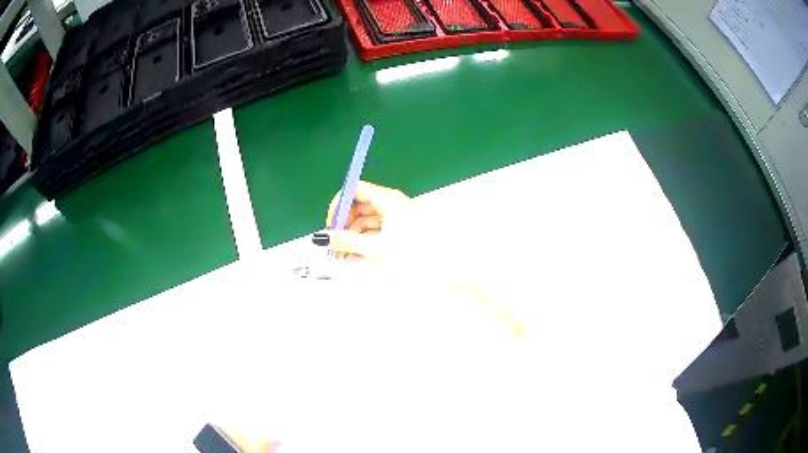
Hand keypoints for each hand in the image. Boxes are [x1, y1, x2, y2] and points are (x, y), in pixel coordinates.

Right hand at [315, 180, 524, 337]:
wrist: (444, 270)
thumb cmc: (412, 255)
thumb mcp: (375, 248)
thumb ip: (346, 241)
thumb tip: (322, 237)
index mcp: (389, 199)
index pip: (356, 189)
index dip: (340, 203)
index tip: (329, 223)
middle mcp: (392, 204)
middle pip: (359, 206)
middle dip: (344, 224)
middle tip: (332, 242)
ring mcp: (396, 217)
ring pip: (366, 220)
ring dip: (351, 235)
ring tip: (341, 255)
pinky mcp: (398, 231)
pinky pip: (375, 230)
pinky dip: (363, 241)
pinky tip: (353, 255)